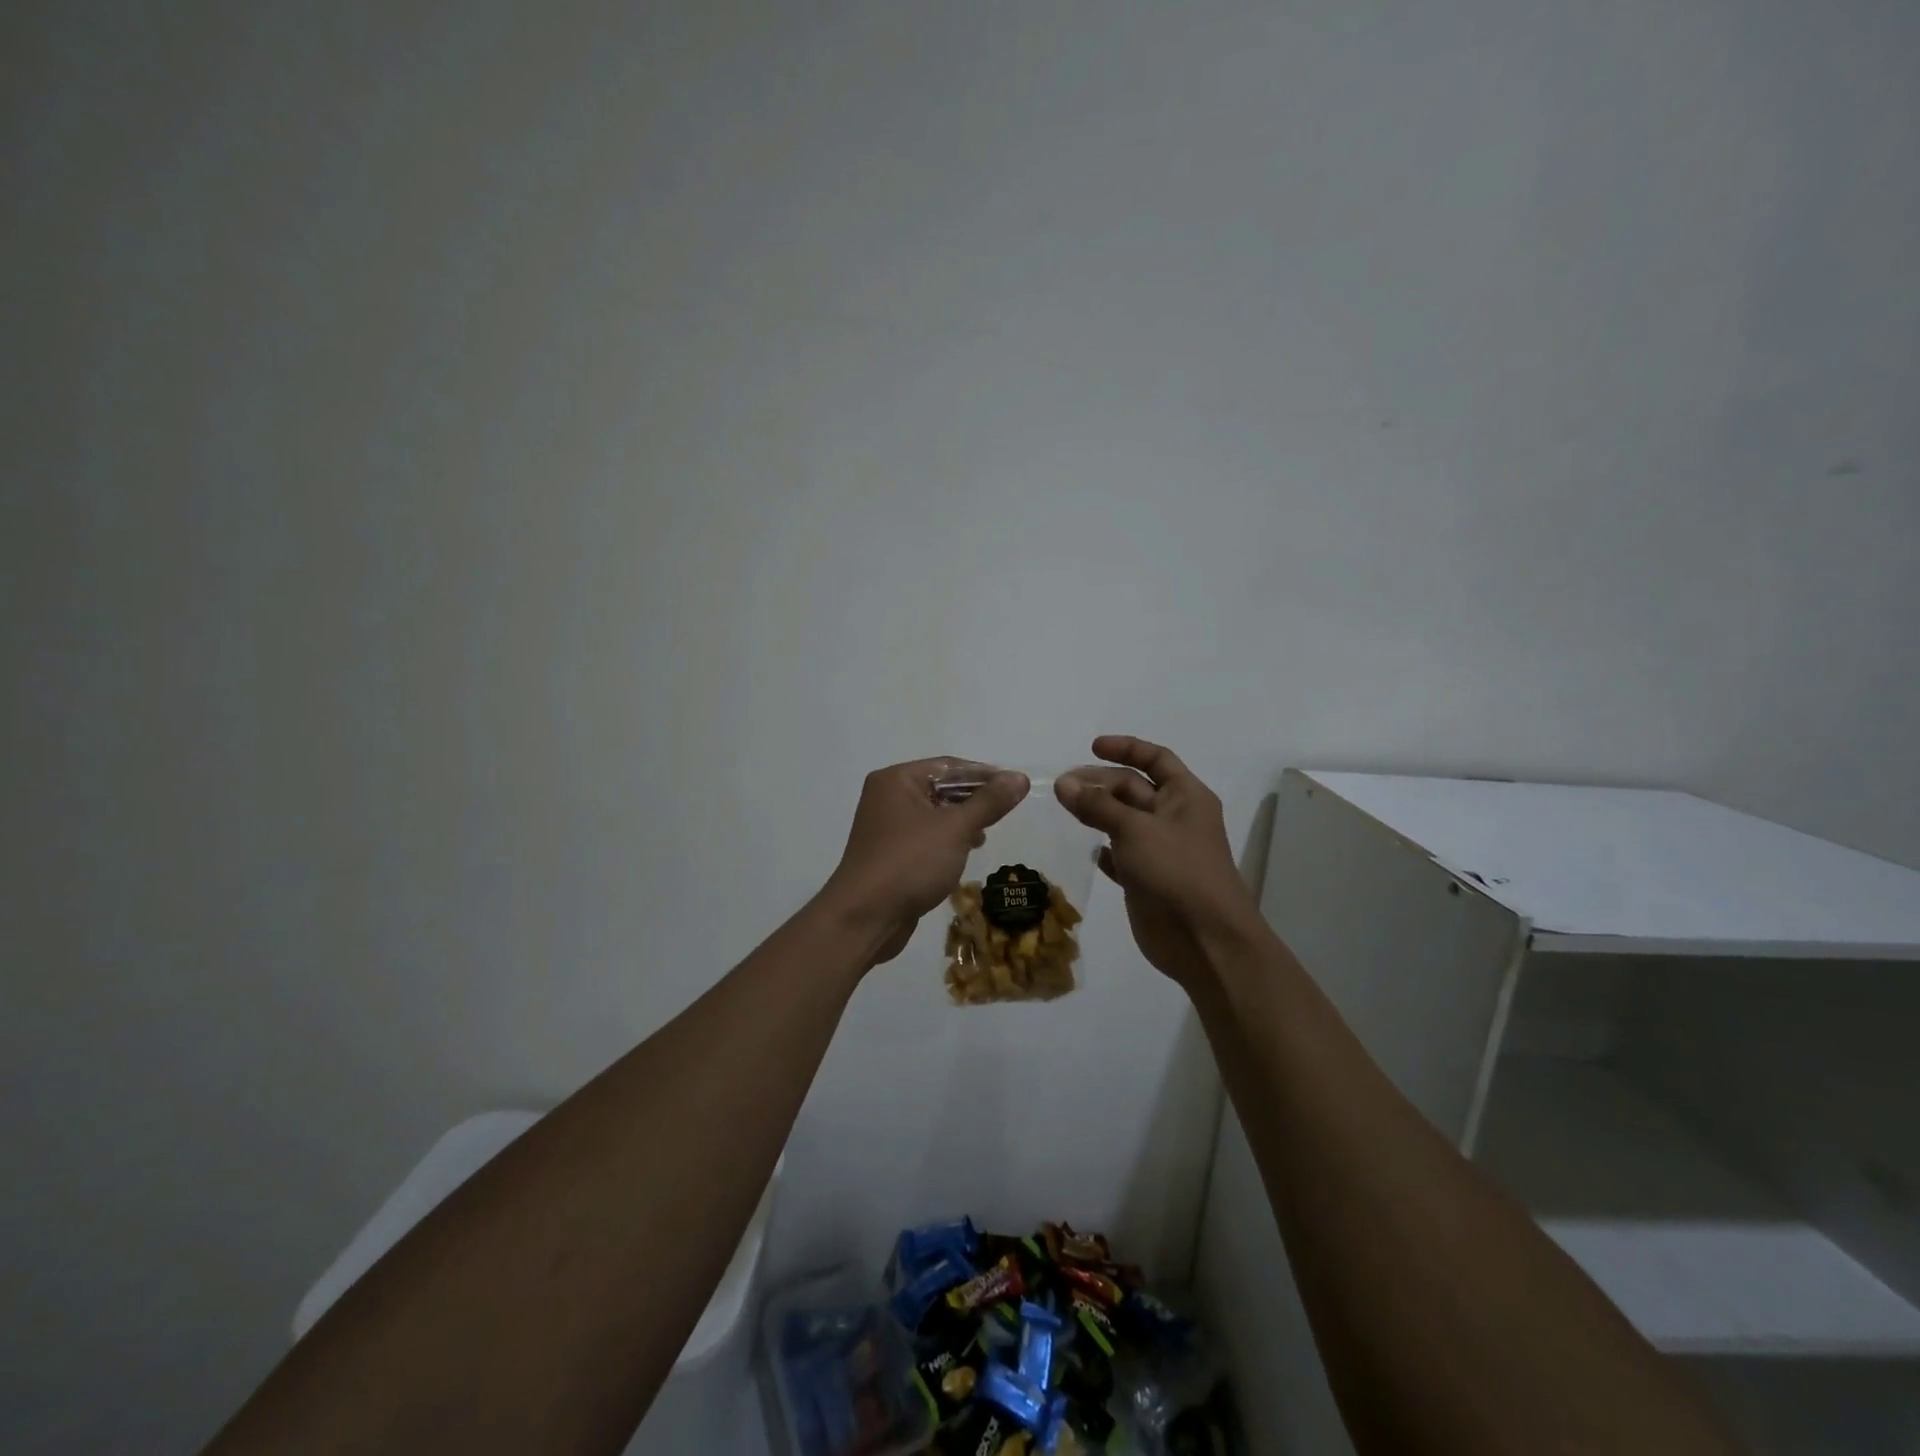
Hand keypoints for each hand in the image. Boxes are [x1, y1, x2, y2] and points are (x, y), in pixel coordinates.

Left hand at [821, 759, 1030, 966]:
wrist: (865, 918)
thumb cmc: (910, 863)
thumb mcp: (955, 828)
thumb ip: (989, 802)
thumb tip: (1019, 777)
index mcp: (897, 780)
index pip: (948, 766)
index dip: (985, 774)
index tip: (1015, 786)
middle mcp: (887, 797)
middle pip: (940, 788)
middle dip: (974, 799)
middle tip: (1006, 811)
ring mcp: (886, 827)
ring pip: (934, 814)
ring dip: (962, 821)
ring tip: (986, 833)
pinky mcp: (890, 854)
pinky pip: (925, 837)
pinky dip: (947, 840)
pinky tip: (965, 852)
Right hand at [1056, 737, 1258, 983]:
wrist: (1204, 940)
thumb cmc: (1176, 871)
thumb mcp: (1135, 829)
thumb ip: (1097, 805)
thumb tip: (1063, 783)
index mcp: (1185, 796)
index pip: (1156, 759)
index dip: (1126, 749)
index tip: (1092, 747)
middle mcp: (1175, 818)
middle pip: (1134, 788)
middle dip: (1100, 783)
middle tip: (1062, 786)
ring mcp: (1161, 850)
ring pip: (1124, 821)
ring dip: (1097, 813)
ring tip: (1065, 809)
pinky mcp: (1147, 879)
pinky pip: (1122, 856)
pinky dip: (1105, 850)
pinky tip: (1088, 850)